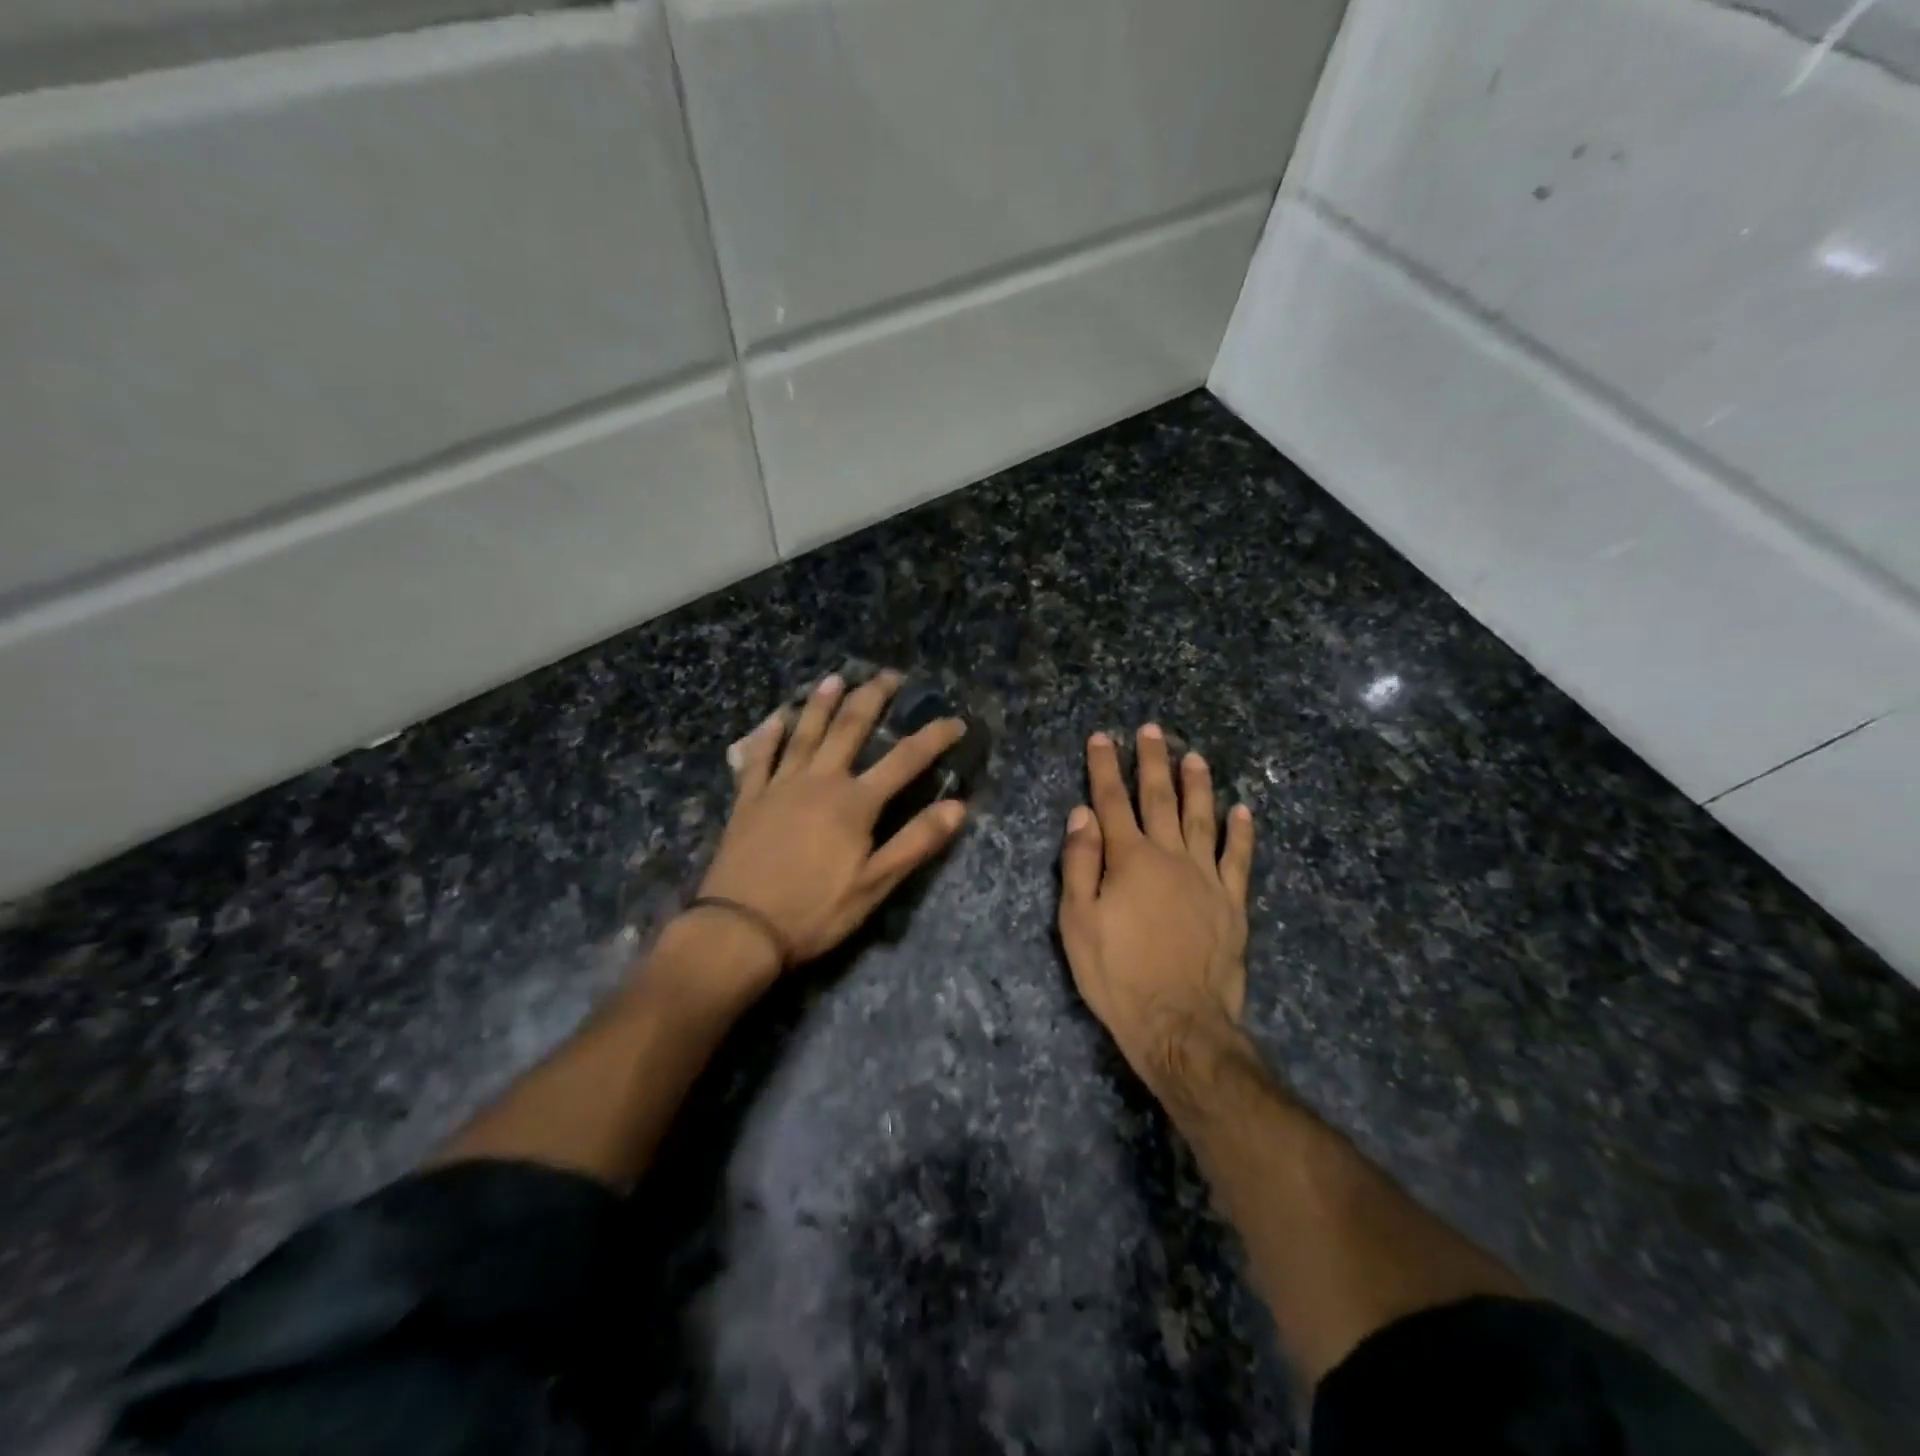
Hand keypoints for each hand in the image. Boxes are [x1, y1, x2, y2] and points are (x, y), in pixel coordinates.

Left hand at [695, 670, 968, 985]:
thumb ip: (916, 842)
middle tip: (889, 675)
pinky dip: (767, 736)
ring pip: (803, 733)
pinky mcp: (748, 800)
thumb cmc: (814, 912)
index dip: (933, 738)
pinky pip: (758, 758)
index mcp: (854, 803)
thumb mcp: (874, 885)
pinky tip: (774, 719)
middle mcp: (819, 781)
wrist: (739, 930)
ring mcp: (779, 787)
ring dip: (820, 703)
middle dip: (872, 698)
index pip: (904, 760)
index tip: (955, 721)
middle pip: (849, 728)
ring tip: (834, 679)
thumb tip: (959, 806)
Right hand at [1058, 725, 1254, 1087]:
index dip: (1105, 767)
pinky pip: (1239, 858)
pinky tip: (1243, 810)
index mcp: (1130, 859)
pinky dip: (1242, 832)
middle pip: (1160, 799)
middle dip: (1153, 761)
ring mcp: (1206, 878)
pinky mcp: (1232, 902)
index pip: (1112, 801)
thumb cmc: (1117, 974)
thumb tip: (1082, 814)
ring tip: (1194, 756)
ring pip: (1203, 818)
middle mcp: (1170, 857)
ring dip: (1198, 785)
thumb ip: (1080, 863)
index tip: (1102, 737)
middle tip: (1152, 730)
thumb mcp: (1078, 921)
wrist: (1179, 1023)